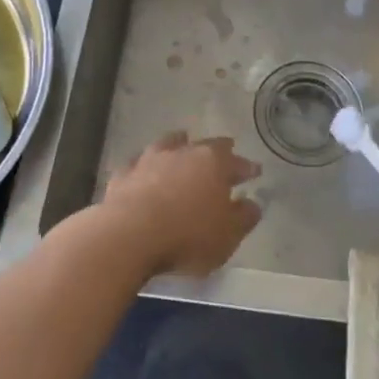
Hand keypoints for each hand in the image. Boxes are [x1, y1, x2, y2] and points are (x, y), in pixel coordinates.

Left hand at [100, 132, 261, 277]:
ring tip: (182, 141)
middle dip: (218, 149)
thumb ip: (244, 218)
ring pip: (169, 144)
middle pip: (205, 146)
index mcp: (213, 163)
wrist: (128, 236)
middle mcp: (183, 153)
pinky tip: (144, 169)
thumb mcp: (228, 235)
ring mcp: (150, 159)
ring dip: (178, 144)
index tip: (254, 171)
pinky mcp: (124, 174)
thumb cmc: (187, 236)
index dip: (246, 167)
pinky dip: (146, 165)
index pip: (236, 162)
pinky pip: (139, 163)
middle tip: (225, 149)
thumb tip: (252, 204)